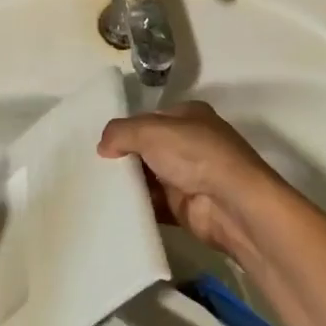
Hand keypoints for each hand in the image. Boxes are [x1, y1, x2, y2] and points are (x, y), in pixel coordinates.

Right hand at [98, 102, 290, 262]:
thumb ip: (121, 132)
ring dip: (129, 185)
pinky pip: (155, 205)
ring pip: (150, 178)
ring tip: (96, 190)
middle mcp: (191, 143)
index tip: (102, 145)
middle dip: (124, 158)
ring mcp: (190, 176)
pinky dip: (138, 207)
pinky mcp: (186, 207)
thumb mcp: (150, 131)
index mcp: (189, 116)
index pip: (149, 119)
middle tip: (93, 169)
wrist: (232, 204)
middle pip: (148, 149)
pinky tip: (114, 210)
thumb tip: (103, 146)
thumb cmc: (194, 154)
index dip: (126, 129)